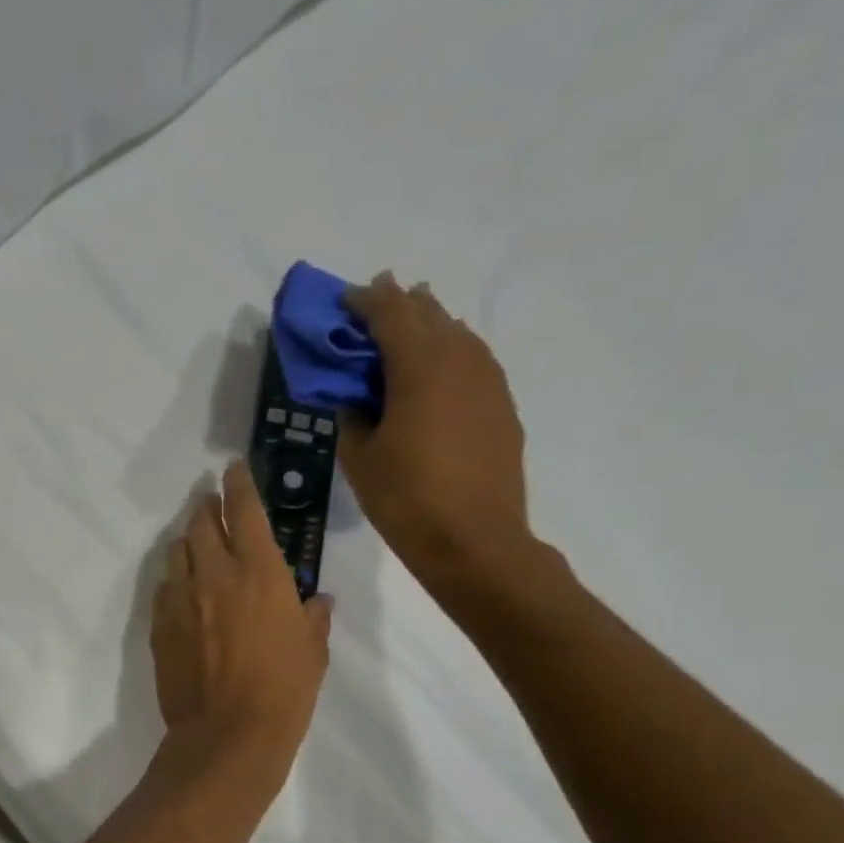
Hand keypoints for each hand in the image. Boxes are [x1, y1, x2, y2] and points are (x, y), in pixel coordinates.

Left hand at [152, 461, 332, 754]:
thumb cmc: (284, 691)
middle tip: (211, 503)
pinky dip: (175, 580)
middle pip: (201, 523)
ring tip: (197, 545)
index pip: (245, 510)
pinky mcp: (159, 623)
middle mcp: (215, 574)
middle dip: (206, 507)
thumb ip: (313, 617)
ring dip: (188, 542)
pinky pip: (164, 588)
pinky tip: (183, 592)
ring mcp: (181, 598)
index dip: (239, 484)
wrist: (227, 734)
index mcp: (259, 572)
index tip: (233, 468)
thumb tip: (319, 600)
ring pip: (177, 551)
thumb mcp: (313, 651)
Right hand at [338, 272, 534, 595]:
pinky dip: (447, 352)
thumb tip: (353, 393)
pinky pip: (471, 360)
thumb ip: (351, 412)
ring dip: (426, 325)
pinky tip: (433, 371)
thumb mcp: (358, 456)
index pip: (390, 313)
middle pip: (428, 313)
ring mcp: (488, 381)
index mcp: (420, 366)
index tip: (342, 300)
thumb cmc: (405, 498)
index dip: (364, 301)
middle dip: (397, 304)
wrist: (475, 541)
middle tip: (369, 306)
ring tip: (403, 329)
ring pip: (456, 333)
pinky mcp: (501, 405)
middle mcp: (460, 360)